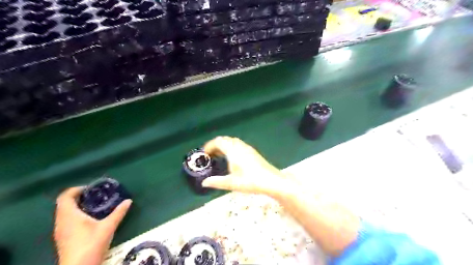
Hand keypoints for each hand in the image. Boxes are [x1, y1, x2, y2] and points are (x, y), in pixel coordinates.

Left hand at [54, 187, 130, 264]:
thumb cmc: (91, 244)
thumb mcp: (108, 227)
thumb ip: (118, 212)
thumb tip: (129, 201)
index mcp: (69, 215)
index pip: (65, 196)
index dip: (76, 189)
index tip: (91, 189)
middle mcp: (61, 222)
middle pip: (64, 203)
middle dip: (79, 197)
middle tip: (96, 195)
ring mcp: (60, 231)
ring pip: (64, 213)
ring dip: (77, 206)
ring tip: (95, 205)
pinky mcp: (63, 238)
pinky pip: (66, 220)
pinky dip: (76, 215)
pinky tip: (90, 219)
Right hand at [200, 136, 290, 196]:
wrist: (271, 181)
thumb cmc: (250, 181)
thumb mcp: (231, 183)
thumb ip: (216, 182)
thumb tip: (204, 183)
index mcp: (233, 151)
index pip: (218, 141)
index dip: (209, 145)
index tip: (204, 154)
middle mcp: (240, 146)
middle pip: (225, 139)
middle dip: (215, 145)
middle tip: (210, 156)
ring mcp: (247, 148)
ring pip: (232, 141)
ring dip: (224, 146)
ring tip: (219, 157)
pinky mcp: (252, 152)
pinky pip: (238, 144)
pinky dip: (231, 147)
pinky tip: (232, 158)